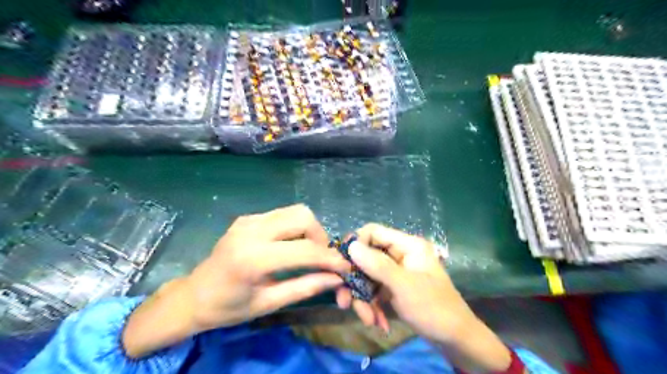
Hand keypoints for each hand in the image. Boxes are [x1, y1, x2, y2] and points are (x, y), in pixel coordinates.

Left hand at [123, 206, 350, 357]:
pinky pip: (282, 214)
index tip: (346, 268)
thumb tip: (337, 279)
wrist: (193, 295)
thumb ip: (305, 287)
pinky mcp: (247, 217)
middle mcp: (252, 231)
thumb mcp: (268, 303)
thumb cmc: (228, 308)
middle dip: (321, 236)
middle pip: (303, 217)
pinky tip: (289, 245)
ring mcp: (248, 220)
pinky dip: (295, 227)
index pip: (306, 250)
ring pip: (295, 211)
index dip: (331, 258)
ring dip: (309, 229)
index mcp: (254, 258)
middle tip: (321, 258)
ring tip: (308, 251)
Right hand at [341, 223, 511, 371]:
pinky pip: (374, 290)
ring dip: (363, 298)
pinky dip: (372, 305)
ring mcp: (396, 272)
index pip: (373, 232)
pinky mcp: (393, 287)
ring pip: (367, 276)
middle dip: (356, 281)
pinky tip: (377, 322)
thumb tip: (351, 245)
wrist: (455, 339)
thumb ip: (377, 265)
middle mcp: (400, 254)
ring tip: (368, 320)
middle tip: (345, 302)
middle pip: (366, 257)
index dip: (356, 244)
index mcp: (407, 245)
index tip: (342, 265)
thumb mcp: (404, 286)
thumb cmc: (434, 308)